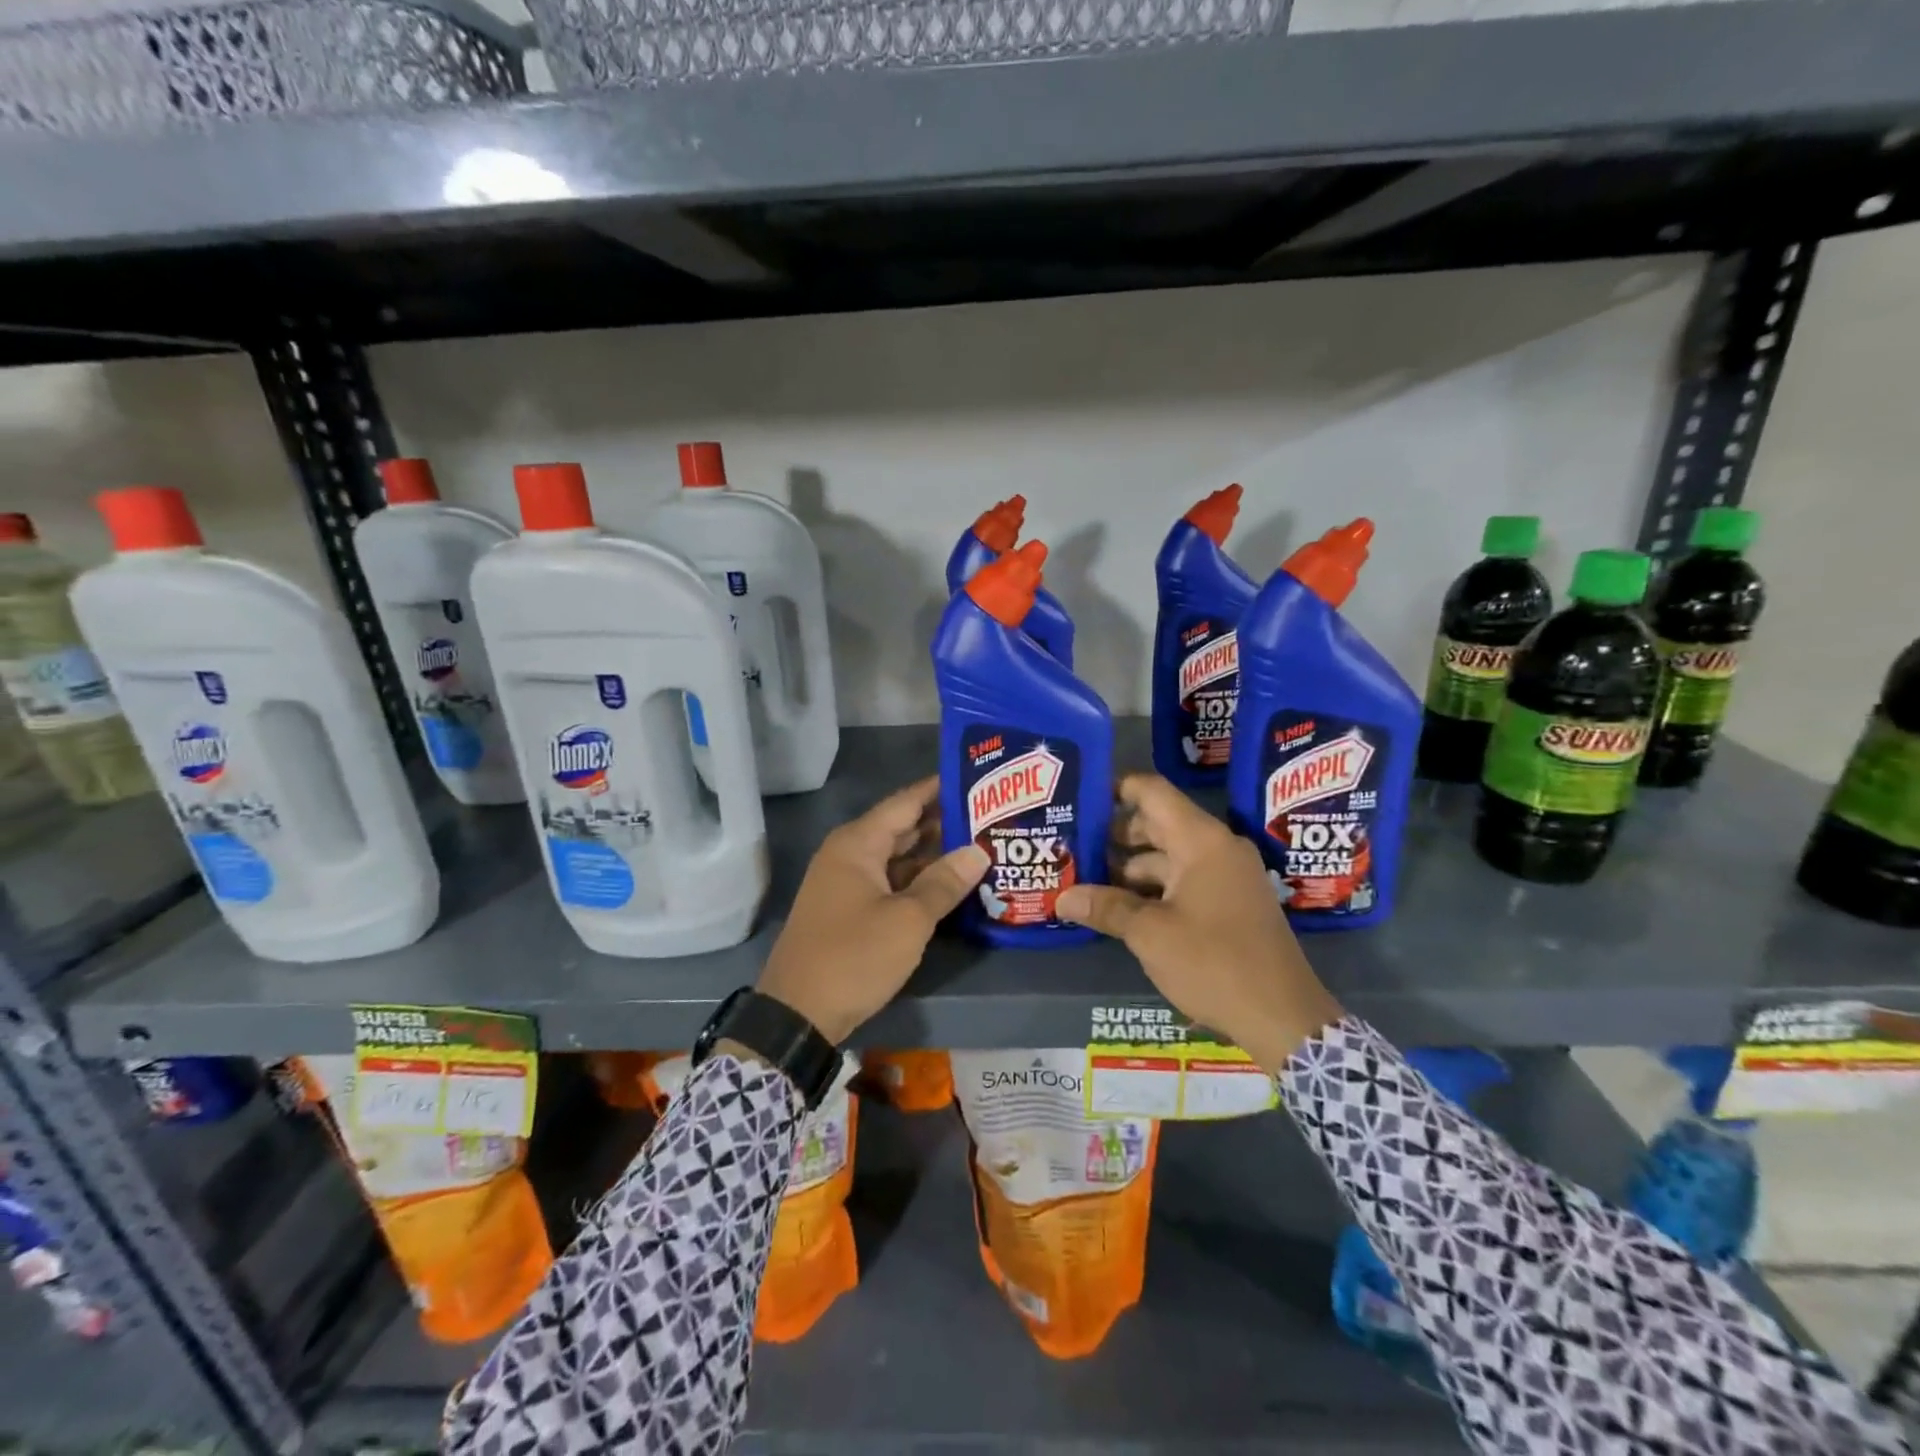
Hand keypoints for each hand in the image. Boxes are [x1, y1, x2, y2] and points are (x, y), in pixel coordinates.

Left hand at [757, 776, 988, 1043]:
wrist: (797, 1014)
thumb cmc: (853, 957)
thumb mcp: (908, 920)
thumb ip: (944, 882)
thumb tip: (978, 850)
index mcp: (858, 843)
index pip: (906, 801)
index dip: (940, 789)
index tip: (977, 777)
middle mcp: (849, 854)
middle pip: (902, 827)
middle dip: (943, 822)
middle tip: (991, 815)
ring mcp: (847, 882)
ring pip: (897, 857)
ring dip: (933, 854)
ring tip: (980, 846)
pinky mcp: (849, 909)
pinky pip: (889, 882)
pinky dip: (917, 880)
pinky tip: (950, 884)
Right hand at [1056, 774, 1342, 1072]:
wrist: (1284, 1018)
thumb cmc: (1214, 963)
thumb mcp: (1150, 934)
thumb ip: (1105, 908)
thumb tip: (1061, 898)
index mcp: (1201, 841)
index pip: (1152, 792)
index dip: (1115, 789)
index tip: (1079, 798)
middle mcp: (1217, 848)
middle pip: (1157, 824)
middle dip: (1113, 835)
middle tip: (1070, 845)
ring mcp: (1227, 876)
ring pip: (1168, 857)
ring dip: (1129, 868)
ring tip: (1085, 880)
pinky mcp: (1230, 903)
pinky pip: (1183, 880)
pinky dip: (1152, 888)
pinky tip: (1120, 907)